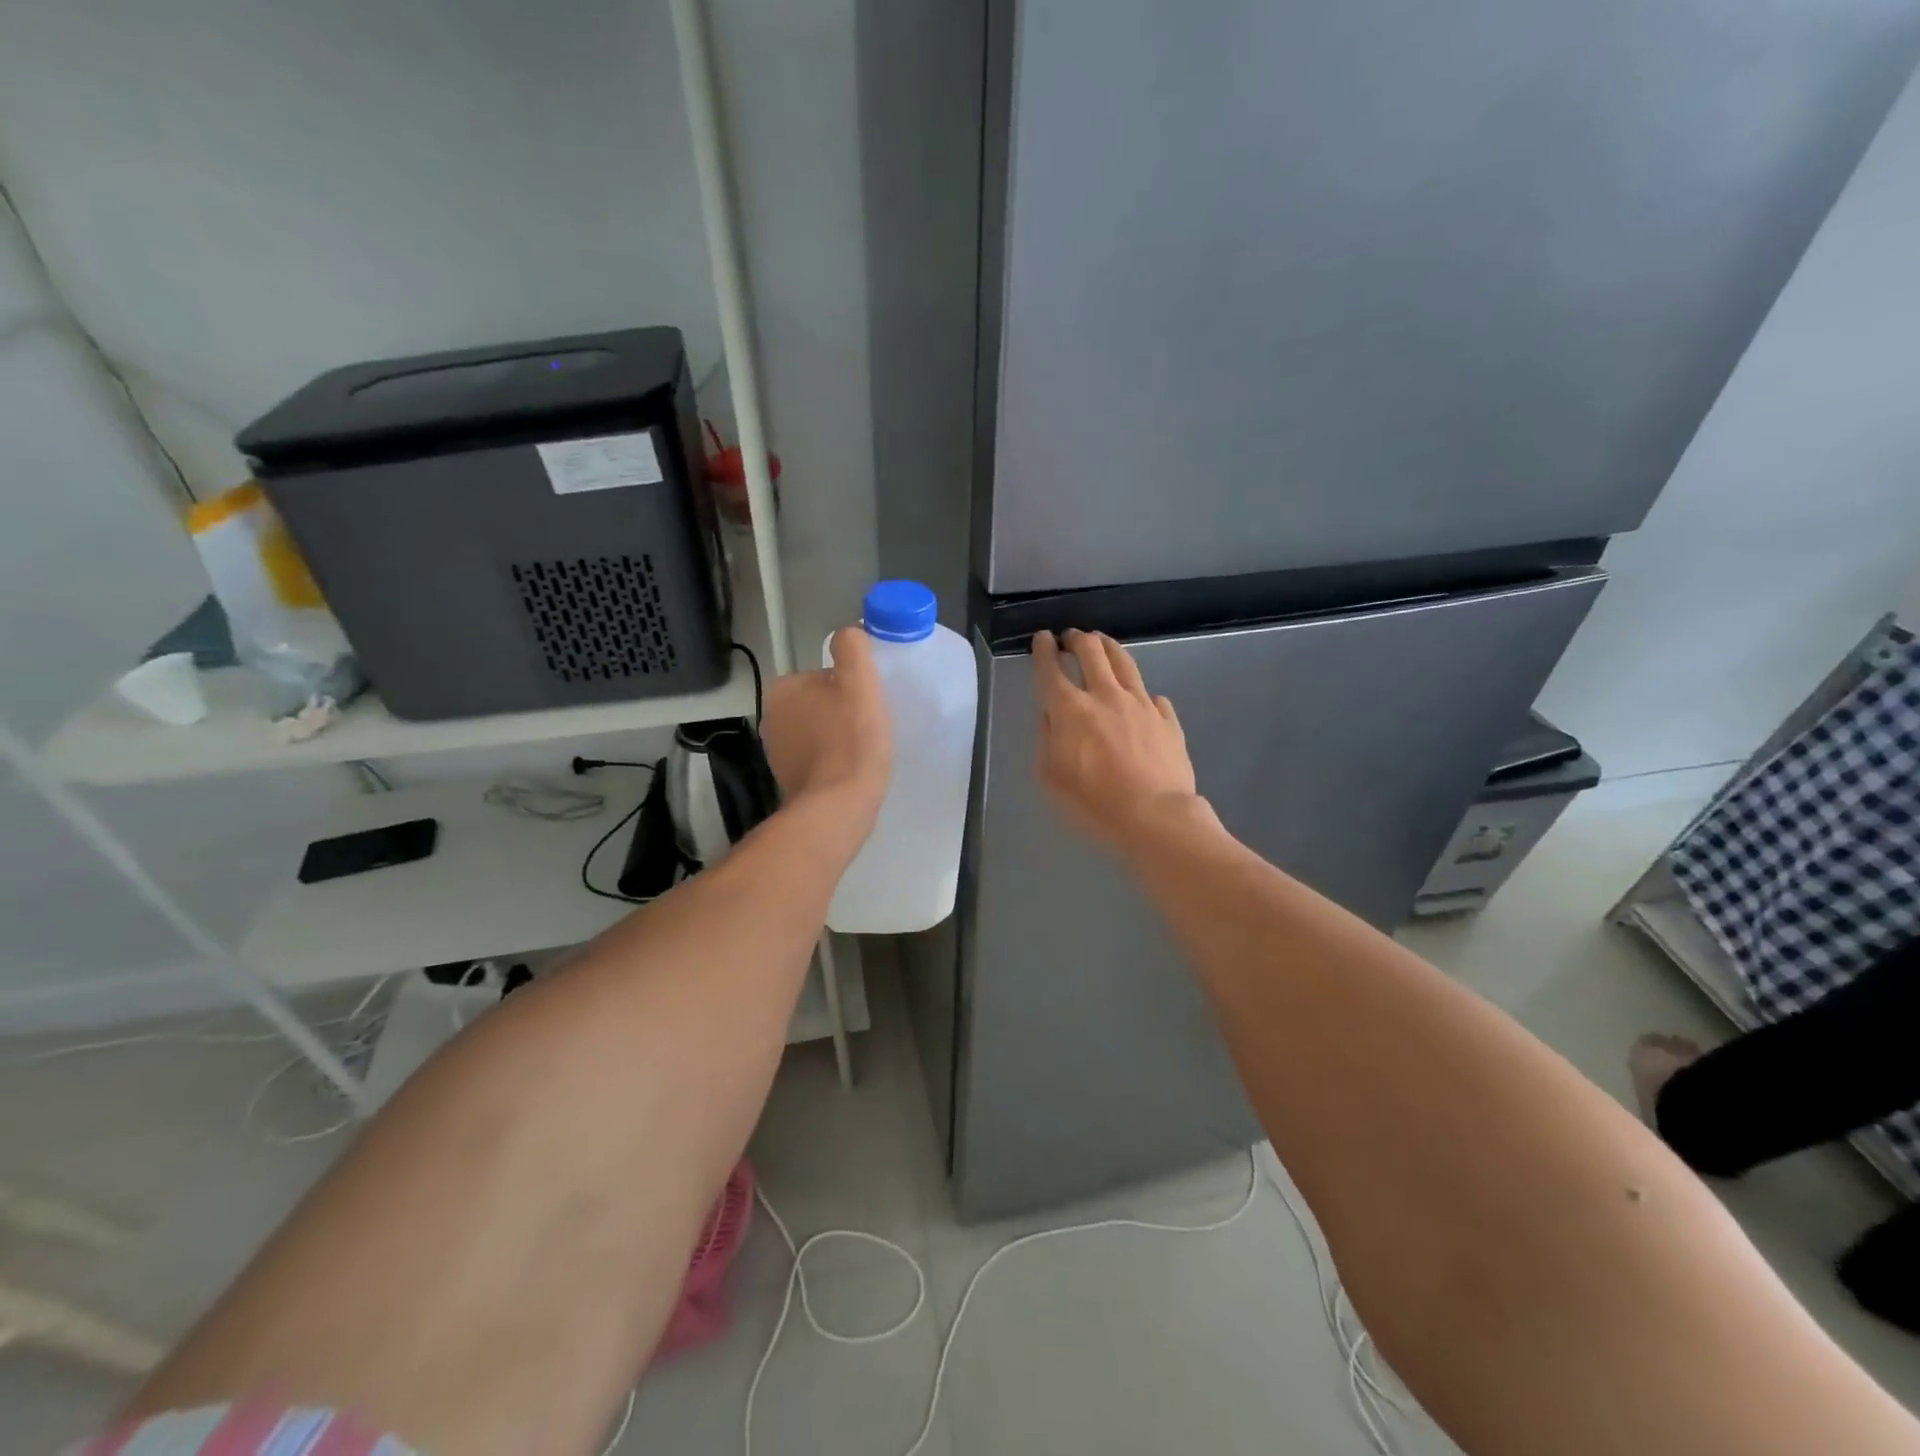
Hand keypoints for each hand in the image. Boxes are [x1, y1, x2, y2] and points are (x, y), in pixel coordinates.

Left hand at [762, 625, 892, 830]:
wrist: (839, 806)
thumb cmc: (852, 740)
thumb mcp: (859, 682)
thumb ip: (852, 648)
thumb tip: (848, 633)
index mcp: (783, 689)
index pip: (825, 677)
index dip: (851, 688)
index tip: (868, 706)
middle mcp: (772, 718)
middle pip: (821, 704)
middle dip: (843, 714)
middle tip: (869, 729)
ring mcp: (777, 752)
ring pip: (819, 733)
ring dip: (839, 739)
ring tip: (863, 752)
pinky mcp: (789, 780)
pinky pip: (818, 760)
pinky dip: (833, 763)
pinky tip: (851, 772)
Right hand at [1033, 629, 1199, 852]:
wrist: (1155, 817)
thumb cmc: (1094, 803)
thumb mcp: (1051, 777)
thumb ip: (1047, 739)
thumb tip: (1051, 715)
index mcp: (1070, 710)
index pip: (1051, 669)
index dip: (1043, 650)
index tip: (1042, 639)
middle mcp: (1106, 696)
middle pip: (1091, 652)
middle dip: (1077, 639)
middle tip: (1070, 637)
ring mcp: (1141, 704)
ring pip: (1124, 662)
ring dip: (1108, 647)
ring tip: (1101, 642)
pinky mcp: (1167, 719)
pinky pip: (1153, 696)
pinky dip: (1142, 692)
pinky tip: (1142, 696)